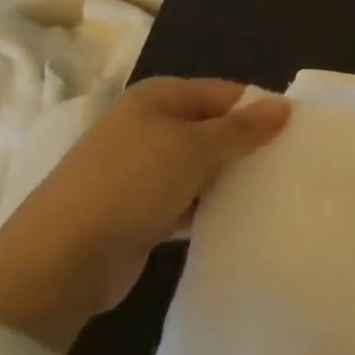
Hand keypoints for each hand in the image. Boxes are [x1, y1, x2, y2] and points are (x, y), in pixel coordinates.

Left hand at [0, 79, 289, 348]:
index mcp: (158, 98)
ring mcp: (140, 170)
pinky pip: (186, 199)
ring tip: (271, 192)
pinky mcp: (138, 210)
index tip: (295, 134)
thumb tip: (284, 106)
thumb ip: (243, 129)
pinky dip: (208, 206)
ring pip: (200, 166)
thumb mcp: (196, 148)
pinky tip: (237, 218)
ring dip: (228, 179)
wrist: (59, 261)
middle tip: (288, 165)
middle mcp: (148, 126)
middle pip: (212, 128)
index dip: (258, 110)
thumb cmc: (132, 184)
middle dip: (246, 146)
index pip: (224, 93)